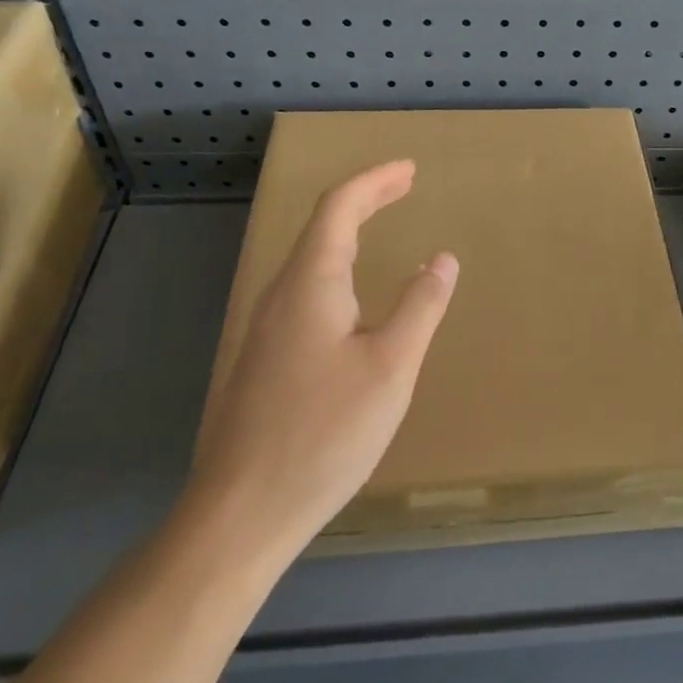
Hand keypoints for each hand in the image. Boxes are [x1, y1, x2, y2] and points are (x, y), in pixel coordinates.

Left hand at [187, 160, 457, 565]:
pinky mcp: (264, 359)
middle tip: (404, 185)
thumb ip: (420, 306)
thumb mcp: (391, 367)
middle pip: (322, 226)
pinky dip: (337, 266)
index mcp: (311, 283)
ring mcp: (266, 327)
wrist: (241, 512)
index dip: (375, 181)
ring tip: (381, 225)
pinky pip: (305, 288)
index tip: (410, 169)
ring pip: (310, 258)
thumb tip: (442, 259)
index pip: (340, 207)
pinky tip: (352, 296)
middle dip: (365, 199)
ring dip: (349, 231)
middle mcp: (282, 294)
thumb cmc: (324, 433)